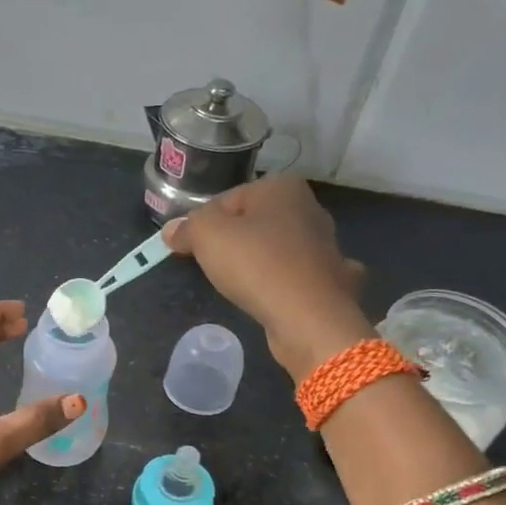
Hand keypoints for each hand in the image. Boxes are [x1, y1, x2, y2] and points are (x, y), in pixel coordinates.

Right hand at [163, 176, 372, 380]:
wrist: (308, 317)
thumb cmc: (256, 264)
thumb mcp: (206, 235)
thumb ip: (187, 227)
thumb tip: (172, 231)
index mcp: (282, 187)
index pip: (226, 200)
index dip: (202, 224)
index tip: (189, 249)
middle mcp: (309, 208)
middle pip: (252, 223)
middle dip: (231, 242)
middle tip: (212, 267)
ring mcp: (326, 245)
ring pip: (276, 249)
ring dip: (258, 262)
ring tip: (240, 286)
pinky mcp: (332, 279)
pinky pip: (296, 276)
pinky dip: (285, 284)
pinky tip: (275, 297)